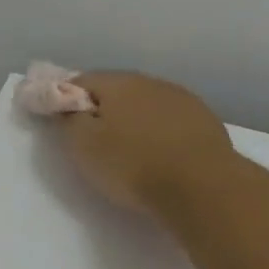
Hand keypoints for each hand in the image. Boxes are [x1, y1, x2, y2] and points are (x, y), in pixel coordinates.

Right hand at [55, 70, 235, 219]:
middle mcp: (149, 81)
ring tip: (132, 151)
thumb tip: (65, 105)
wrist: (203, 187)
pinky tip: (162, 155)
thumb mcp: (84, 147)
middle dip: (103, 109)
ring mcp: (181, 98)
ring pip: (146, 104)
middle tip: (96, 141)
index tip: (64, 124)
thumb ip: (69, 120)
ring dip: (135, 120)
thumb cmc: (134, 165)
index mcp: (117, 82)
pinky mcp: (204, 120)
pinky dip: (161, 132)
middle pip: (116, 90)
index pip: (81, 81)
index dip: (67, 100)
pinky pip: (171, 121)